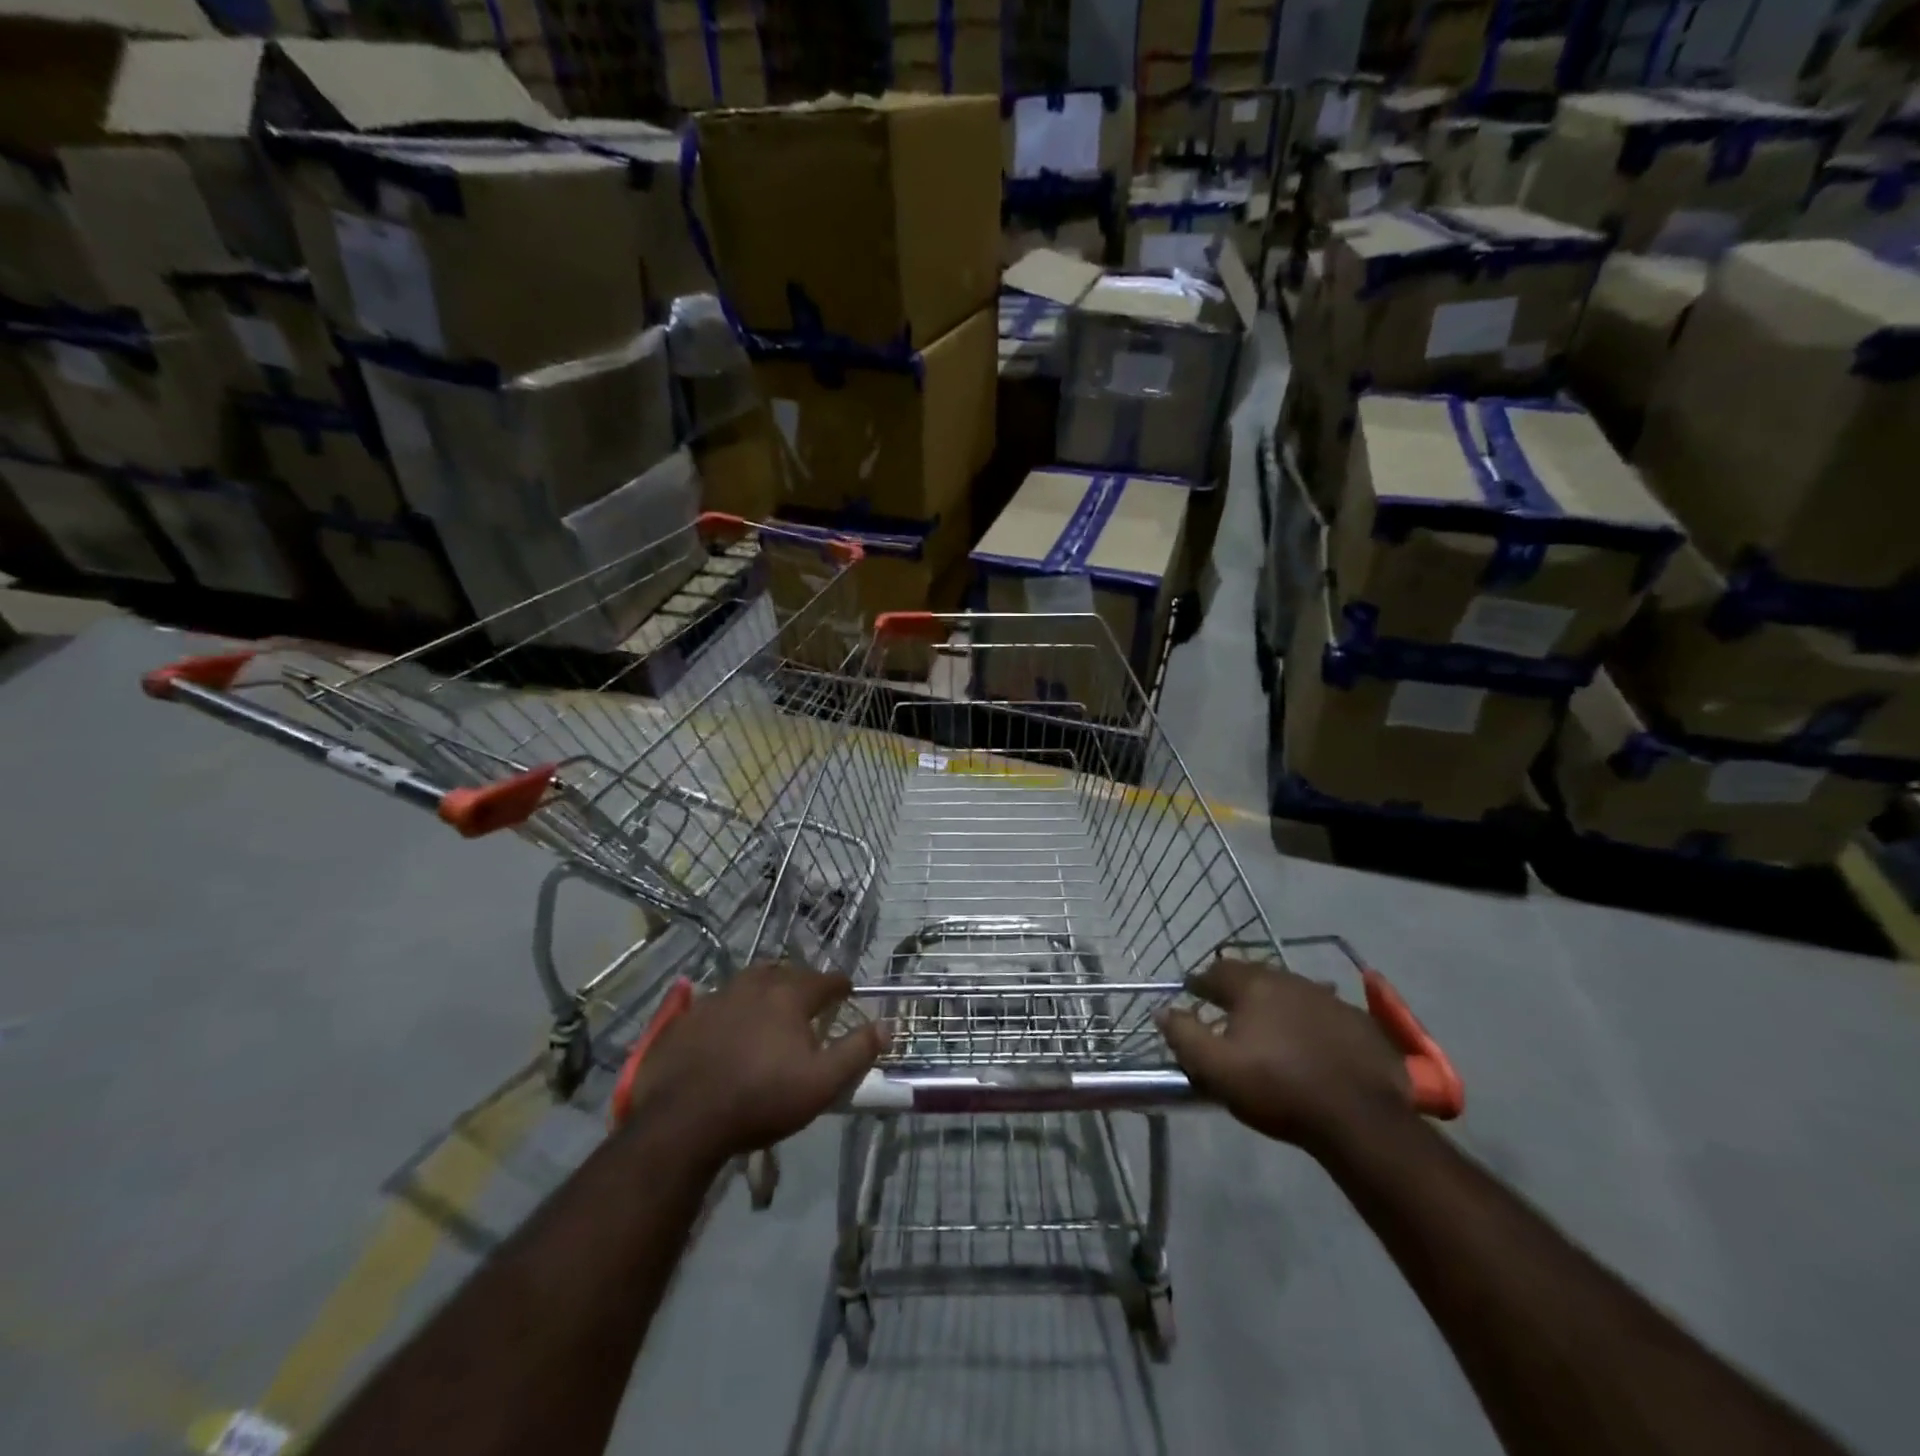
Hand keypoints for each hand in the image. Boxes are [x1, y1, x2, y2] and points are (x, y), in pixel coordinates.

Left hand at [620, 962, 886, 1163]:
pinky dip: (732, 1008)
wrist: (682, 1121)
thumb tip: (887, 1025)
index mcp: (789, 995)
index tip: (847, 992)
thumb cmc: (761, 1099)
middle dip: (802, 982)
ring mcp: (716, 997)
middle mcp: (754, 984)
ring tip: (771, 1006)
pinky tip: (730, 1027)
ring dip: (766, 989)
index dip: (840, 986)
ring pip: (750, 982)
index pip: (825, 980)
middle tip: (810, 999)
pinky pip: (718, 1002)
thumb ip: (857, 1051)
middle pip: (786, 972)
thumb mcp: (821, 1083)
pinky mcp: (687, 1017)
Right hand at [1157, 959, 1413, 1153]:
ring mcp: (1329, 998)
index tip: (1191, 992)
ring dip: (1275, 1002)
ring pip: (1291, 991)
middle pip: (1255, 975)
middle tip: (1227, 1007)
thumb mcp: (1216, 1068)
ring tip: (1269, 1025)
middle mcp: (1290, 980)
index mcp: (1253, 985)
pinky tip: (1311, 1042)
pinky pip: (1324, 1012)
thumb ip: (1184, 1035)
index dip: (1200, 981)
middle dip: (1238, 988)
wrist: (1360, 1118)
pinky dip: (1309, 1020)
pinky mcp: (1360, 1022)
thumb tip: (1163, 1010)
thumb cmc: (1278, 1087)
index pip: (1217, 971)